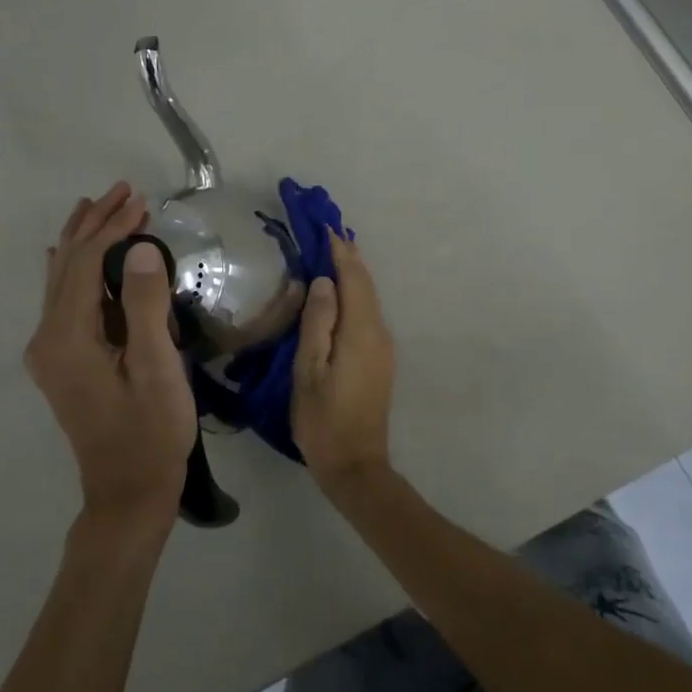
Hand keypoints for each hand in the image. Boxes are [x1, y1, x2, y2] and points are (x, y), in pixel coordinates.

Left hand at [23, 182, 196, 529]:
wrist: (128, 492)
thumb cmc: (150, 431)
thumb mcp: (157, 368)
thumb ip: (146, 305)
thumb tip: (141, 248)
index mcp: (67, 337)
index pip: (86, 264)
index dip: (113, 228)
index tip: (143, 202)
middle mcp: (48, 338)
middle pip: (67, 265)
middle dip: (94, 224)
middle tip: (124, 191)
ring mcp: (51, 352)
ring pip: (62, 280)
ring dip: (83, 241)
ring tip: (99, 207)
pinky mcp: (63, 361)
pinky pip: (65, 300)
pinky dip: (77, 269)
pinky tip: (74, 257)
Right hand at [291, 234, 395, 486]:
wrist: (355, 465)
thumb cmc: (323, 419)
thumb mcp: (308, 370)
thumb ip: (317, 322)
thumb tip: (323, 281)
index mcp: (361, 331)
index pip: (354, 278)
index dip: (340, 251)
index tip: (324, 226)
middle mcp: (379, 333)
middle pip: (366, 285)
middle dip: (348, 257)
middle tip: (327, 232)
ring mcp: (384, 347)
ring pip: (369, 299)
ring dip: (352, 275)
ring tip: (331, 255)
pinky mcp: (380, 360)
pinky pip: (368, 314)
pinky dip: (355, 295)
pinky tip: (340, 294)